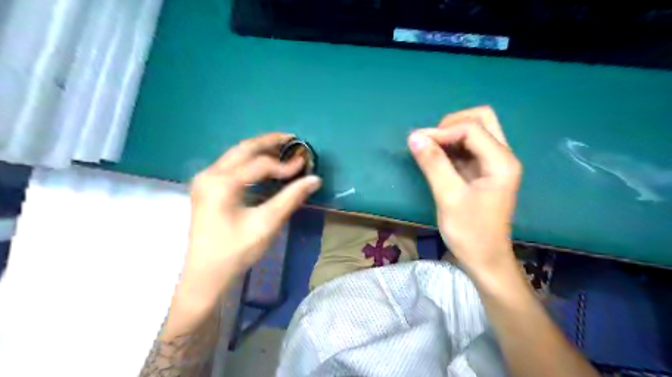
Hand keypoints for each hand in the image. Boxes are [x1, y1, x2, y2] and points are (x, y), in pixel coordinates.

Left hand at [173, 133, 320, 314]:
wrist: (206, 275)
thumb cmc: (236, 251)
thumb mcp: (267, 223)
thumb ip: (291, 198)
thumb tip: (315, 179)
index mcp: (222, 182)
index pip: (260, 164)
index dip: (285, 164)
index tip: (305, 166)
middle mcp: (209, 174)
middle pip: (243, 148)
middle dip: (270, 142)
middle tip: (293, 140)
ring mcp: (205, 180)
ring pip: (235, 154)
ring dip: (260, 150)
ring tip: (283, 149)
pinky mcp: (206, 188)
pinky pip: (231, 165)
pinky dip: (250, 161)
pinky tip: (264, 165)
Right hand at [407, 106, 521, 276]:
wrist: (485, 259)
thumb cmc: (470, 232)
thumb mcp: (449, 197)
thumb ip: (433, 164)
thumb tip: (414, 136)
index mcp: (502, 162)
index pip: (472, 129)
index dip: (442, 131)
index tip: (418, 143)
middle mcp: (502, 156)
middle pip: (481, 119)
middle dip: (452, 124)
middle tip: (431, 140)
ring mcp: (494, 163)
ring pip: (475, 131)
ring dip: (451, 134)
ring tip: (430, 148)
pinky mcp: (483, 171)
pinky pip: (468, 147)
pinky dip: (451, 146)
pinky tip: (436, 158)